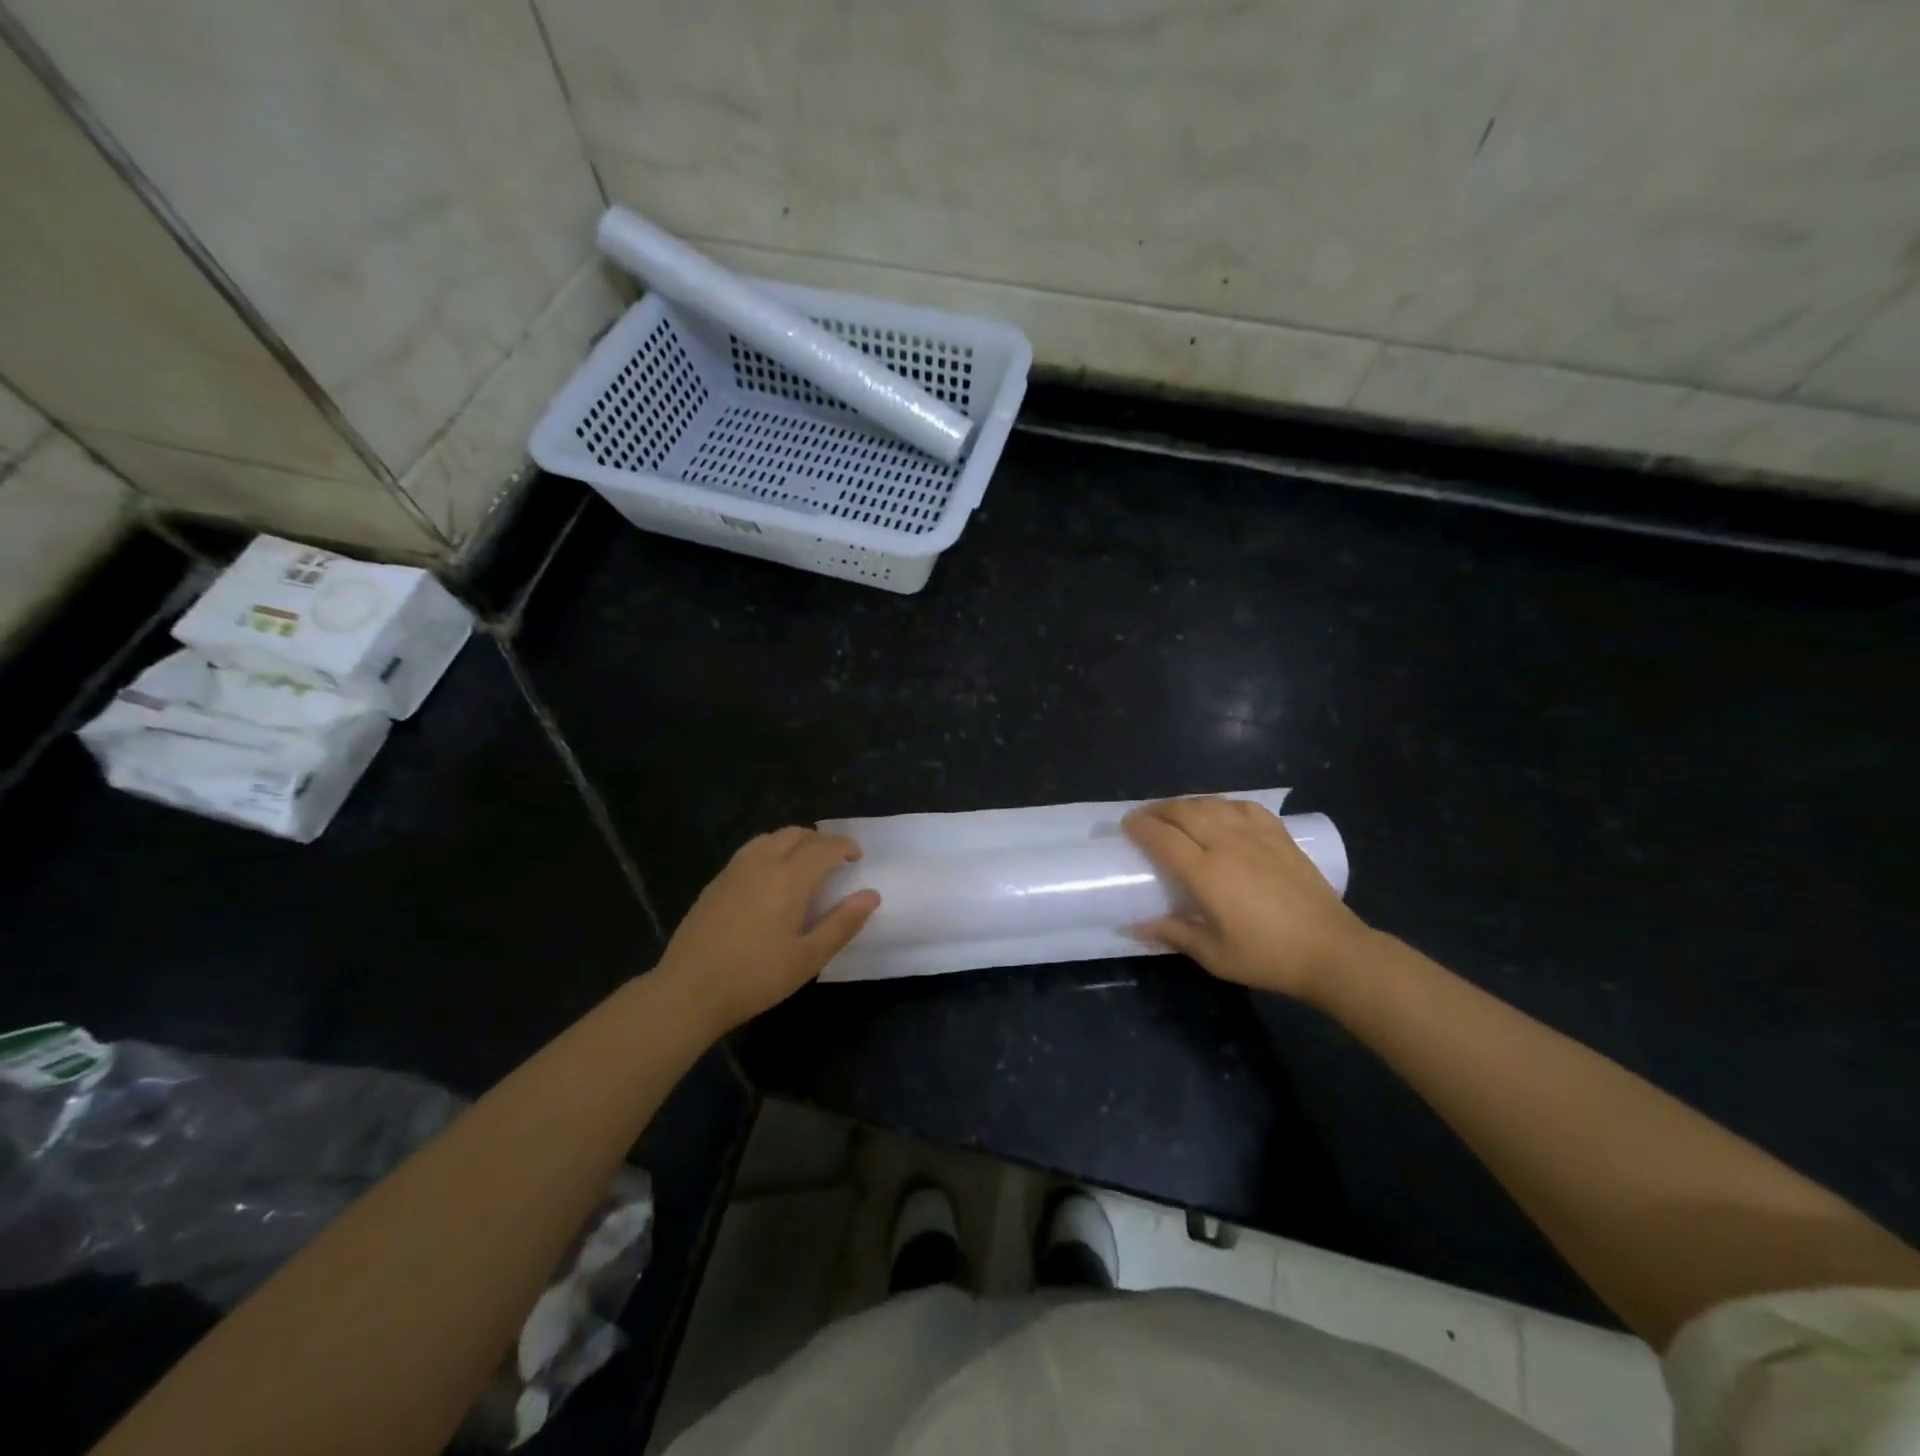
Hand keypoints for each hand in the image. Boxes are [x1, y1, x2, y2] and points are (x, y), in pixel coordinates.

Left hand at [654, 828, 879, 1033]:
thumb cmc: (755, 978)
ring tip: (803, 865)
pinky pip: (749, 852)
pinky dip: (770, 852)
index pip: (823, 847)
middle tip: (834, 862)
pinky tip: (769, 880)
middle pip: (795, 834)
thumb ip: (842, 923)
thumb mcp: (808, 958)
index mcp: (788, 879)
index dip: (844, 846)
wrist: (687, 992)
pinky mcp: (715, 883)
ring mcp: (733, 871)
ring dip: (793, 843)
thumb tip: (871, 895)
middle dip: (820, 841)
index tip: (857, 858)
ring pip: (770, 838)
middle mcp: (761, 863)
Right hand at [1122, 797, 1370, 1004]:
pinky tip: (1220, 812)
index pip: (1162, 838)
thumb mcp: (1214, 954)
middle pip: (1183, 811)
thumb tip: (1134, 927)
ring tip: (1175, 812)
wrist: (1331, 950)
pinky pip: (1244, 807)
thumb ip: (1173, 933)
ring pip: (1211, 803)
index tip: (1125, 826)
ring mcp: (1256, 835)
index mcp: (1206, 873)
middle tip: (1144, 818)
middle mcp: (1227, 844)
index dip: (1140, 827)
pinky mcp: (1279, 835)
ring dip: (1186, 803)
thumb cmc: (1267, 956)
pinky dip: (1223, 804)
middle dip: (1157, 810)